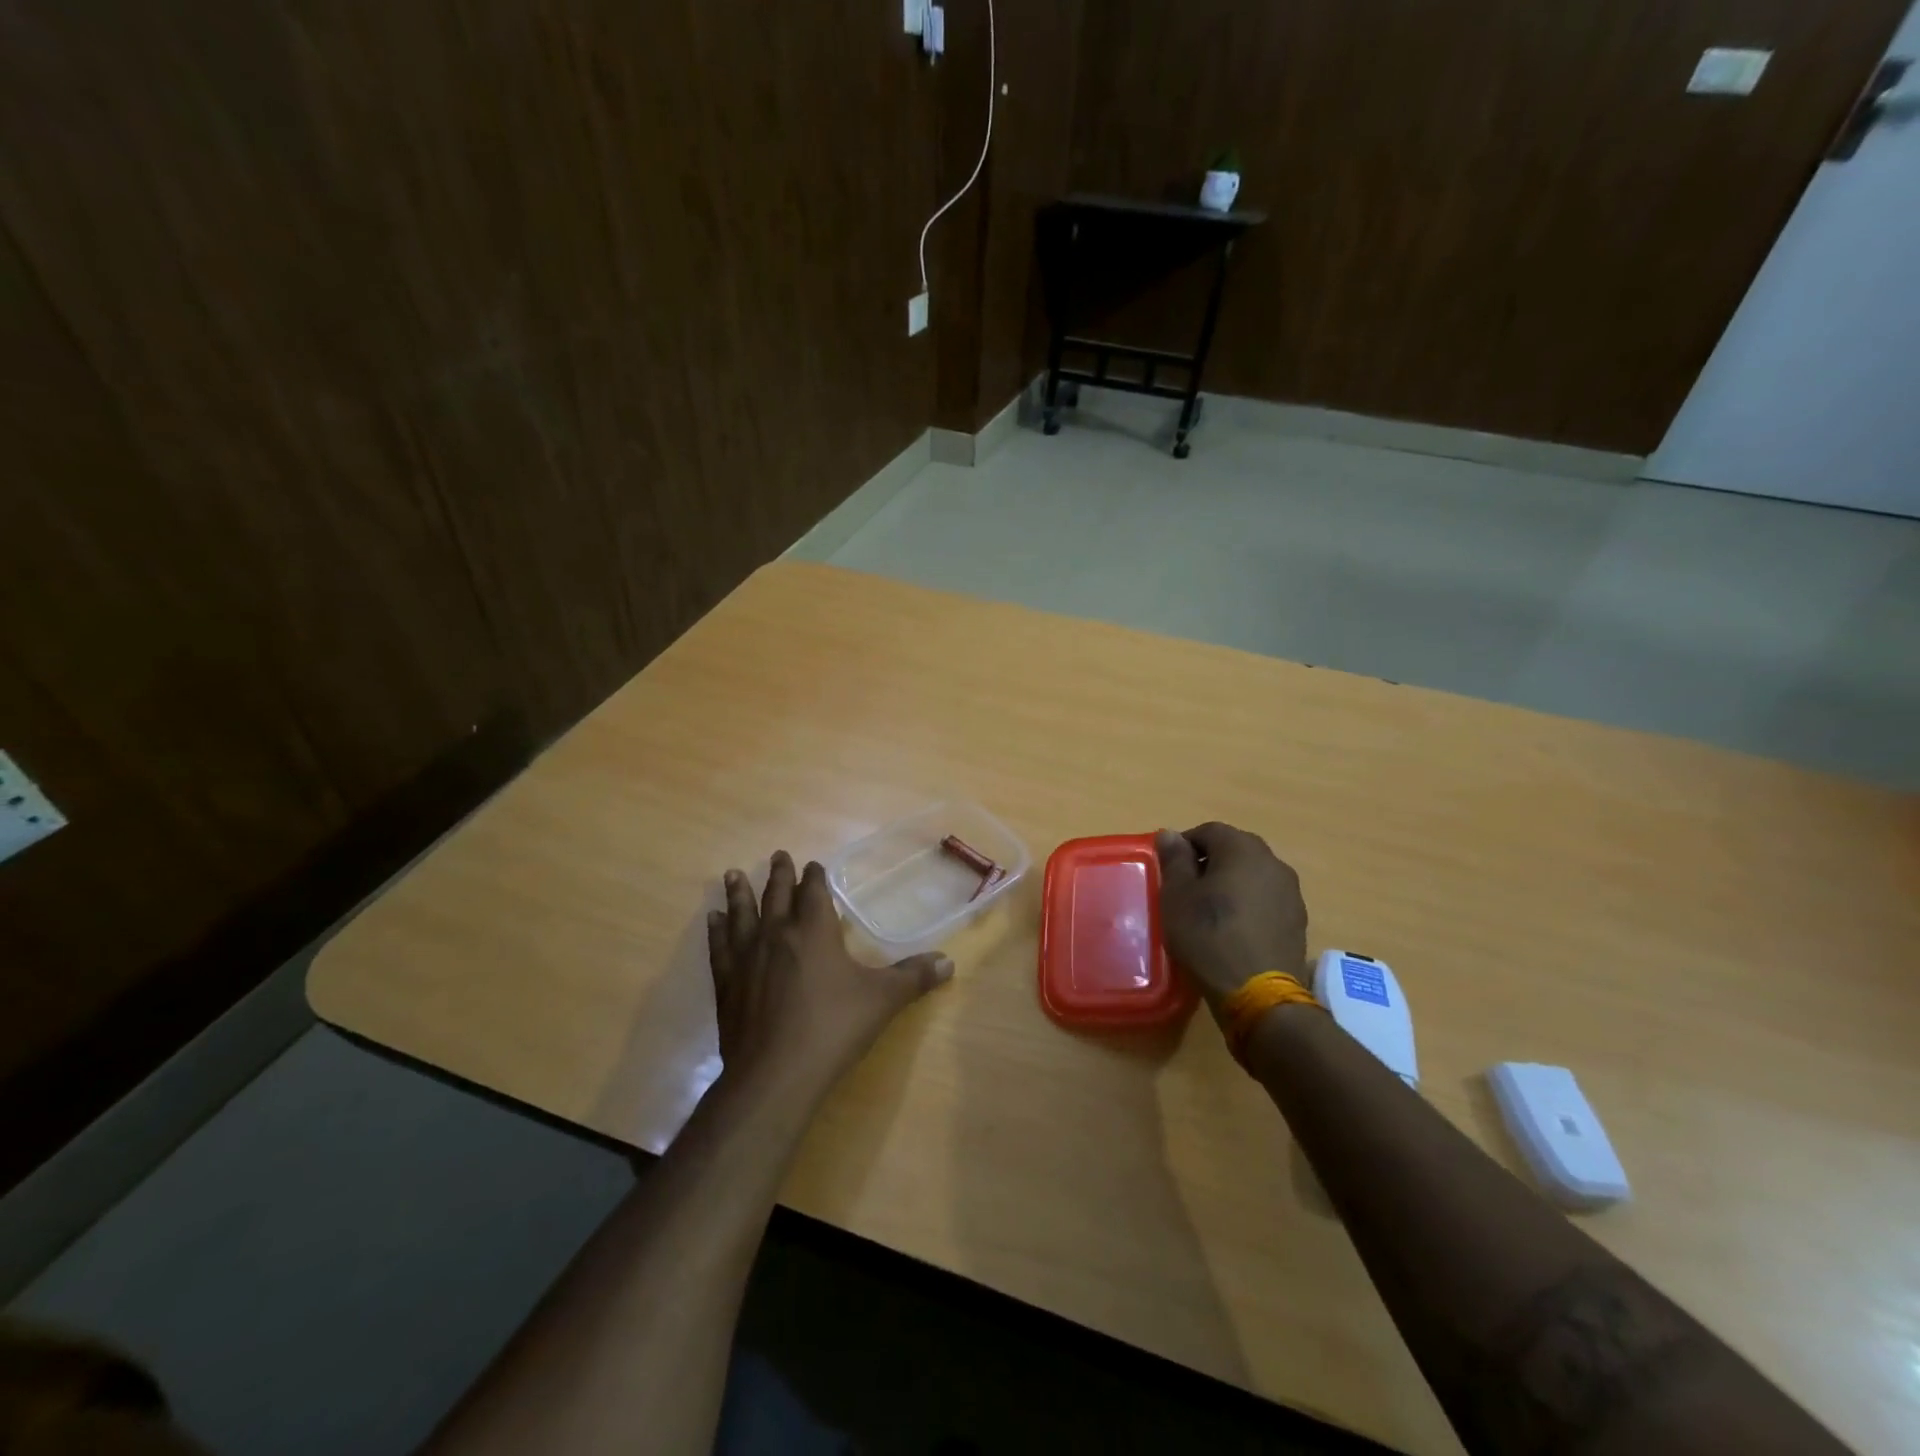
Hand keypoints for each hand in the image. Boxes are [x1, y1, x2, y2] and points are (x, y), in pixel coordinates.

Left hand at [707, 851, 952, 1099]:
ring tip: (733, 874)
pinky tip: (712, 919)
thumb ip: (914, 978)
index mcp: (814, 931)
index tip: (814, 865)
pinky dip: (716, 930)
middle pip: (776, 895)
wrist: (776, 1074)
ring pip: (742, 914)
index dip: (815, 876)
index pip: (814, 891)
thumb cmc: (833, 1028)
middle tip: (777, 855)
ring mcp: (747, 958)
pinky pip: (719, 947)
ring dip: (739, 893)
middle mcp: (778, 934)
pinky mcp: (727, 984)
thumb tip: (949, 962)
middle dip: (779, 874)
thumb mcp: (882, 1001)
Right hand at [1155, 822, 1308, 1007]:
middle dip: (1209, 863)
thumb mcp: (1177, 896)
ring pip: (1252, 875)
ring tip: (1210, 912)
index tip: (1170, 870)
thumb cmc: (1209, 935)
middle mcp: (1273, 862)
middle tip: (1187, 890)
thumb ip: (1174, 860)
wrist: (1259, 994)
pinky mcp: (1298, 921)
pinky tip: (1233, 931)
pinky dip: (1248, 905)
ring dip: (1231, 884)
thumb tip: (1171, 834)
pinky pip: (1266, 900)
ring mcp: (1291, 893)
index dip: (1185, 846)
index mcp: (1242, 849)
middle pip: (1235, 850)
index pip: (1209, 831)